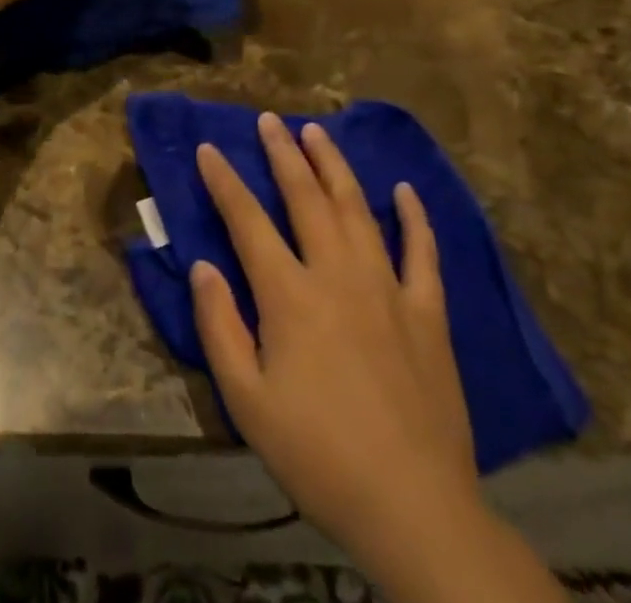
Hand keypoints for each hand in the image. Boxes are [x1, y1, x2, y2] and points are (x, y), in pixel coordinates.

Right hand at [191, 114, 483, 569]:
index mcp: (289, 295)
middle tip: (270, 120)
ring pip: (357, 209)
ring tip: (318, 132)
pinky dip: (414, 217)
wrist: (414, 509)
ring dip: (334, 166)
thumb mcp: (246, 401)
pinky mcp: (428, 313)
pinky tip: (404, 190)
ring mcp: (387, 288)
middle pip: (305, 197)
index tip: (208, 148)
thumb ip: (219, 325)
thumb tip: (202, 265)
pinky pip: (422, 252)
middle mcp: (337, 274)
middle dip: (283, 154)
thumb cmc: (318, 455)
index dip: (224, 181)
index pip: (247, 220)